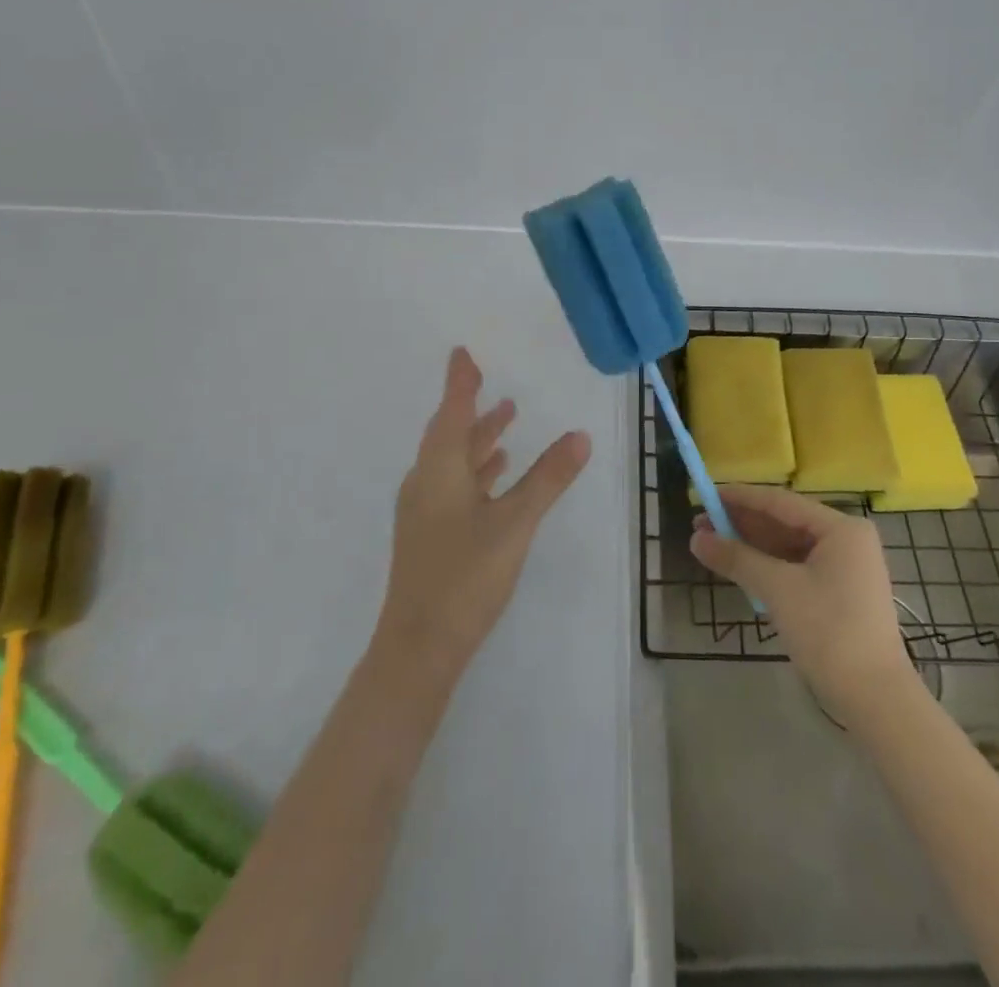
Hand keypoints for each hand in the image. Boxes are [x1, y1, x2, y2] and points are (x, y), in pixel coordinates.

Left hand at [376, 347, 590, 678]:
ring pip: (452, 459)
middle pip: (449, 432)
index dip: (459, 381)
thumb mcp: (515, 522)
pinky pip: (453, 482)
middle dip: (469, 405)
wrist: (419, 645)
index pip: (452, 410)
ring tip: (506, 416)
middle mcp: (426, 481)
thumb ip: (548, 478)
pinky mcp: (429, 532)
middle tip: (488, 380)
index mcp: (439, 469)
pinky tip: (496, 473)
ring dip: (478, 437)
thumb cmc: (466, 575)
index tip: (462, 352)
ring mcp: (424, 509)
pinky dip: (476, 468)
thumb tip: (579, 436)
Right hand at [691, 486, 914, 723]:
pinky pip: (797, 566)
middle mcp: (846, 539)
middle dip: (742, 523)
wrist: (875, 699)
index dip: (740, 497)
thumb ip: (737, 558)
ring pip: (789, 546)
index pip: (780, 502)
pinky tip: (740, 566)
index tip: (705, 495)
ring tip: (712, 544)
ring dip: (752, 545)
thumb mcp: (779, 590)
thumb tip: (695, 538)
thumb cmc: (829, 632)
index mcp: (840, 528)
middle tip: (700, 523)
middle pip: (785, 522)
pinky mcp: (839, 592)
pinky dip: (768, 565)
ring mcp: (845, 567)